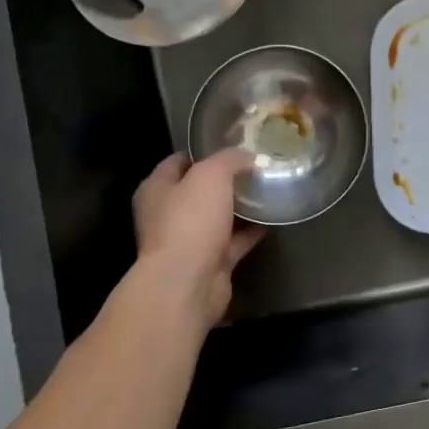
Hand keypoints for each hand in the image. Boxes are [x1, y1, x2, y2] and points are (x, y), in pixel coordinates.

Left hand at [131, 150, 262, 329]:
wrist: (188, 283)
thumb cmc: (190, 221)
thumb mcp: (211, 175)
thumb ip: (229, 159)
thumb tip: (246, 155)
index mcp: (156, 189)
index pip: (178, 161)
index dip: (203, 152)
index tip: (233, 145)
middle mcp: (167, 215)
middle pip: (198, 190)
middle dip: (225, 180)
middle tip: (255, 166)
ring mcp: (188, 241)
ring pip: (217, 217)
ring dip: (239, 207)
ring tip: (267, 189)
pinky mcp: (209, 263)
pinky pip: (233, 242)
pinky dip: (250, 232)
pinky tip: (271, 219)